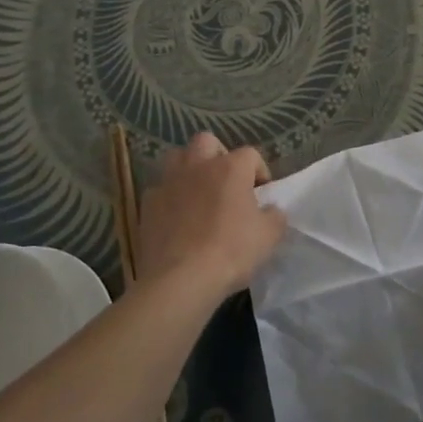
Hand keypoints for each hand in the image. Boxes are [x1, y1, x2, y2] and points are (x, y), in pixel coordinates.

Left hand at [134, 133, 285, 296]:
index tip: (262, 195)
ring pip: (177, 157)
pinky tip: (176, 218)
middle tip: (226, 183)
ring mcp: (169, 182)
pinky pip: (160, 189)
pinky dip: (170, 197)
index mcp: (230, 168)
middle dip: (218, 156)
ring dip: (189, 169)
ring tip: (198, 193)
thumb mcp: (269, 236)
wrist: (180, 279)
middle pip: (207, 142)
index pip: (251, 155)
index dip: (259, 172)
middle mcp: (198, 166)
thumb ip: (275, 216)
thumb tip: (271, 209)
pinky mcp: (147, 204)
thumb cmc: (231, 252)